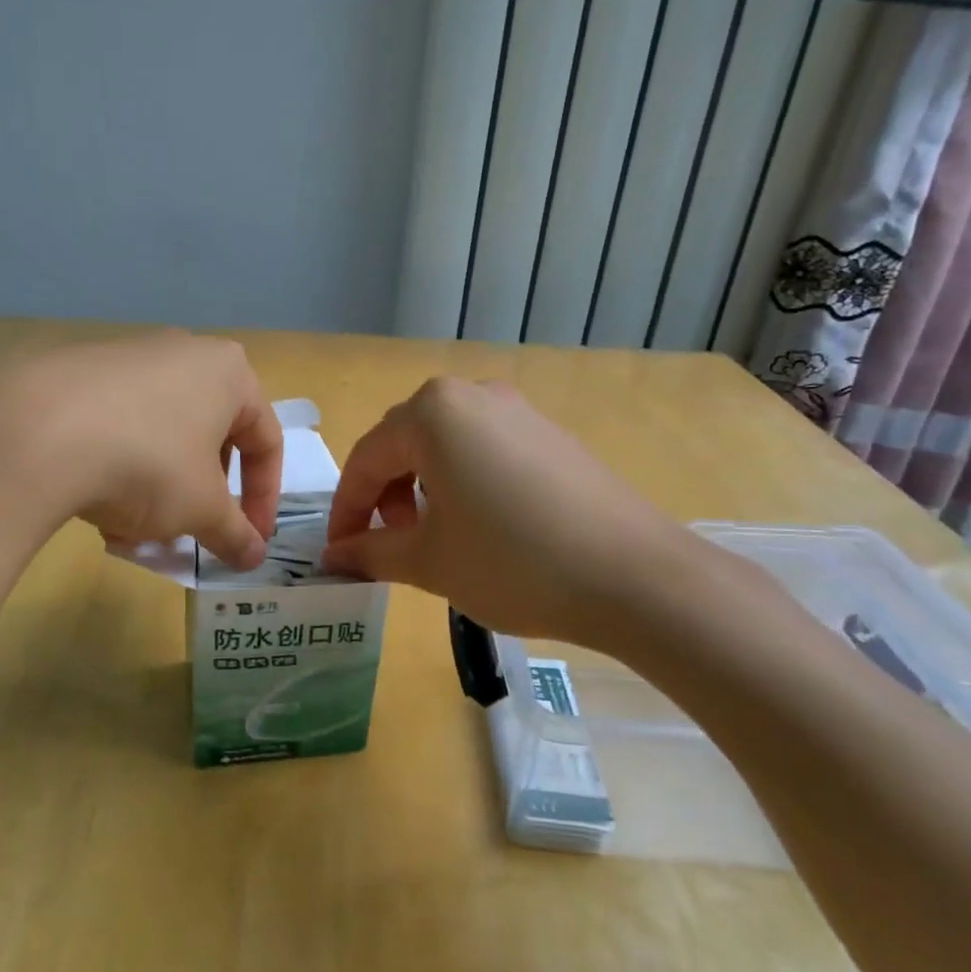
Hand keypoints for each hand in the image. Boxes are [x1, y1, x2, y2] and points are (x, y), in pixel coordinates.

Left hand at [0, 330, 282, 569]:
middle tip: (189, 532)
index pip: (265, 441)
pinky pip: (119, 426)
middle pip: (210, 437)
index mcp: (228, 373)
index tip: (250, 540)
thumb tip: (255, 558)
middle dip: (202, 494)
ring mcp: (128, 357)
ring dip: (159, 489)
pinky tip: (96, 508)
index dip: (264, 499)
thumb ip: (235, 533)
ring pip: (161, 436)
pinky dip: (119, 468)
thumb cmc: (150, 463)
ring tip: (134, 530)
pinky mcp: (80, 372)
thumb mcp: (202, 509)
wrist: (37, 431)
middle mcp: (183, 353)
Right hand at [322, 377, 705, 649]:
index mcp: (432, 412)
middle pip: (404, 443)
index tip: (337, 552)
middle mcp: (473, 395)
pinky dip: (462, 482)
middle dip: (383, 495)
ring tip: (430, 535)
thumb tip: (334, 556)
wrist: (636, 576)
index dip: (346, 510)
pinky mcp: (551, 434)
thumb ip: (371, 552)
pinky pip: (485, 449)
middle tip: (385, 544)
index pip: (367, 459)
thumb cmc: (513, 562)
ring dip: (421, 487)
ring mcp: (518, 410)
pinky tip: (479, 524)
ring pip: (445, 444)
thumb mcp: (429, 561)